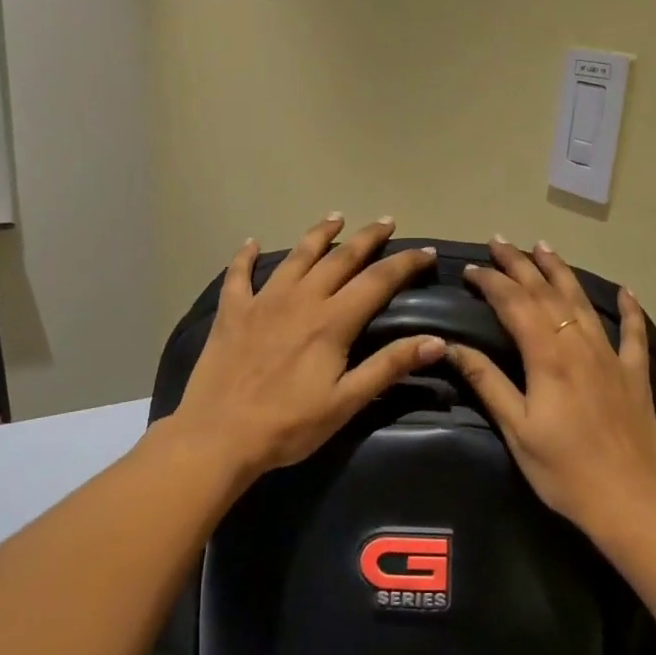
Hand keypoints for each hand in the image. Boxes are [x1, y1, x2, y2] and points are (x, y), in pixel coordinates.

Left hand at [170, 215, 444, 480]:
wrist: (218, 436)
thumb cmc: (289, 424)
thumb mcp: (347, 402)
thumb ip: (389, 366)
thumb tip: (437, 341)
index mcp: (332, 321)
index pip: (378, 280)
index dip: (405, 263)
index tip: (427, 252)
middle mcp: (301, 299)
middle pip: (341, 258)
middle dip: (367, 238)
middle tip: (386, 221)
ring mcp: (263, 301)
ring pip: (296, 256)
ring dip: (318, 234)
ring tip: (335, 218)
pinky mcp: (232, 312)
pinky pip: (238, 274)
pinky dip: (245, 256)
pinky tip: (250, 242)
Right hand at [448, 238, 655, 534]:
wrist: (629, 498)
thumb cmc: (563, 469)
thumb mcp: (517, 429)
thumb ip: (488, 382)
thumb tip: (454, 347)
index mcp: (547, 357)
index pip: (515, 305)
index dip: (492, 282)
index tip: (470, 268)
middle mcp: (579, 345)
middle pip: (547, 293)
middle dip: (520, 264)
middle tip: (500, 242)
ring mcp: (611, 356)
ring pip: (582, 302)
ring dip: (561, 272)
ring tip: (543, 248)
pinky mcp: (634, 373)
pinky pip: (633, 332)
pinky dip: (629, 308)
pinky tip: (625, 291)